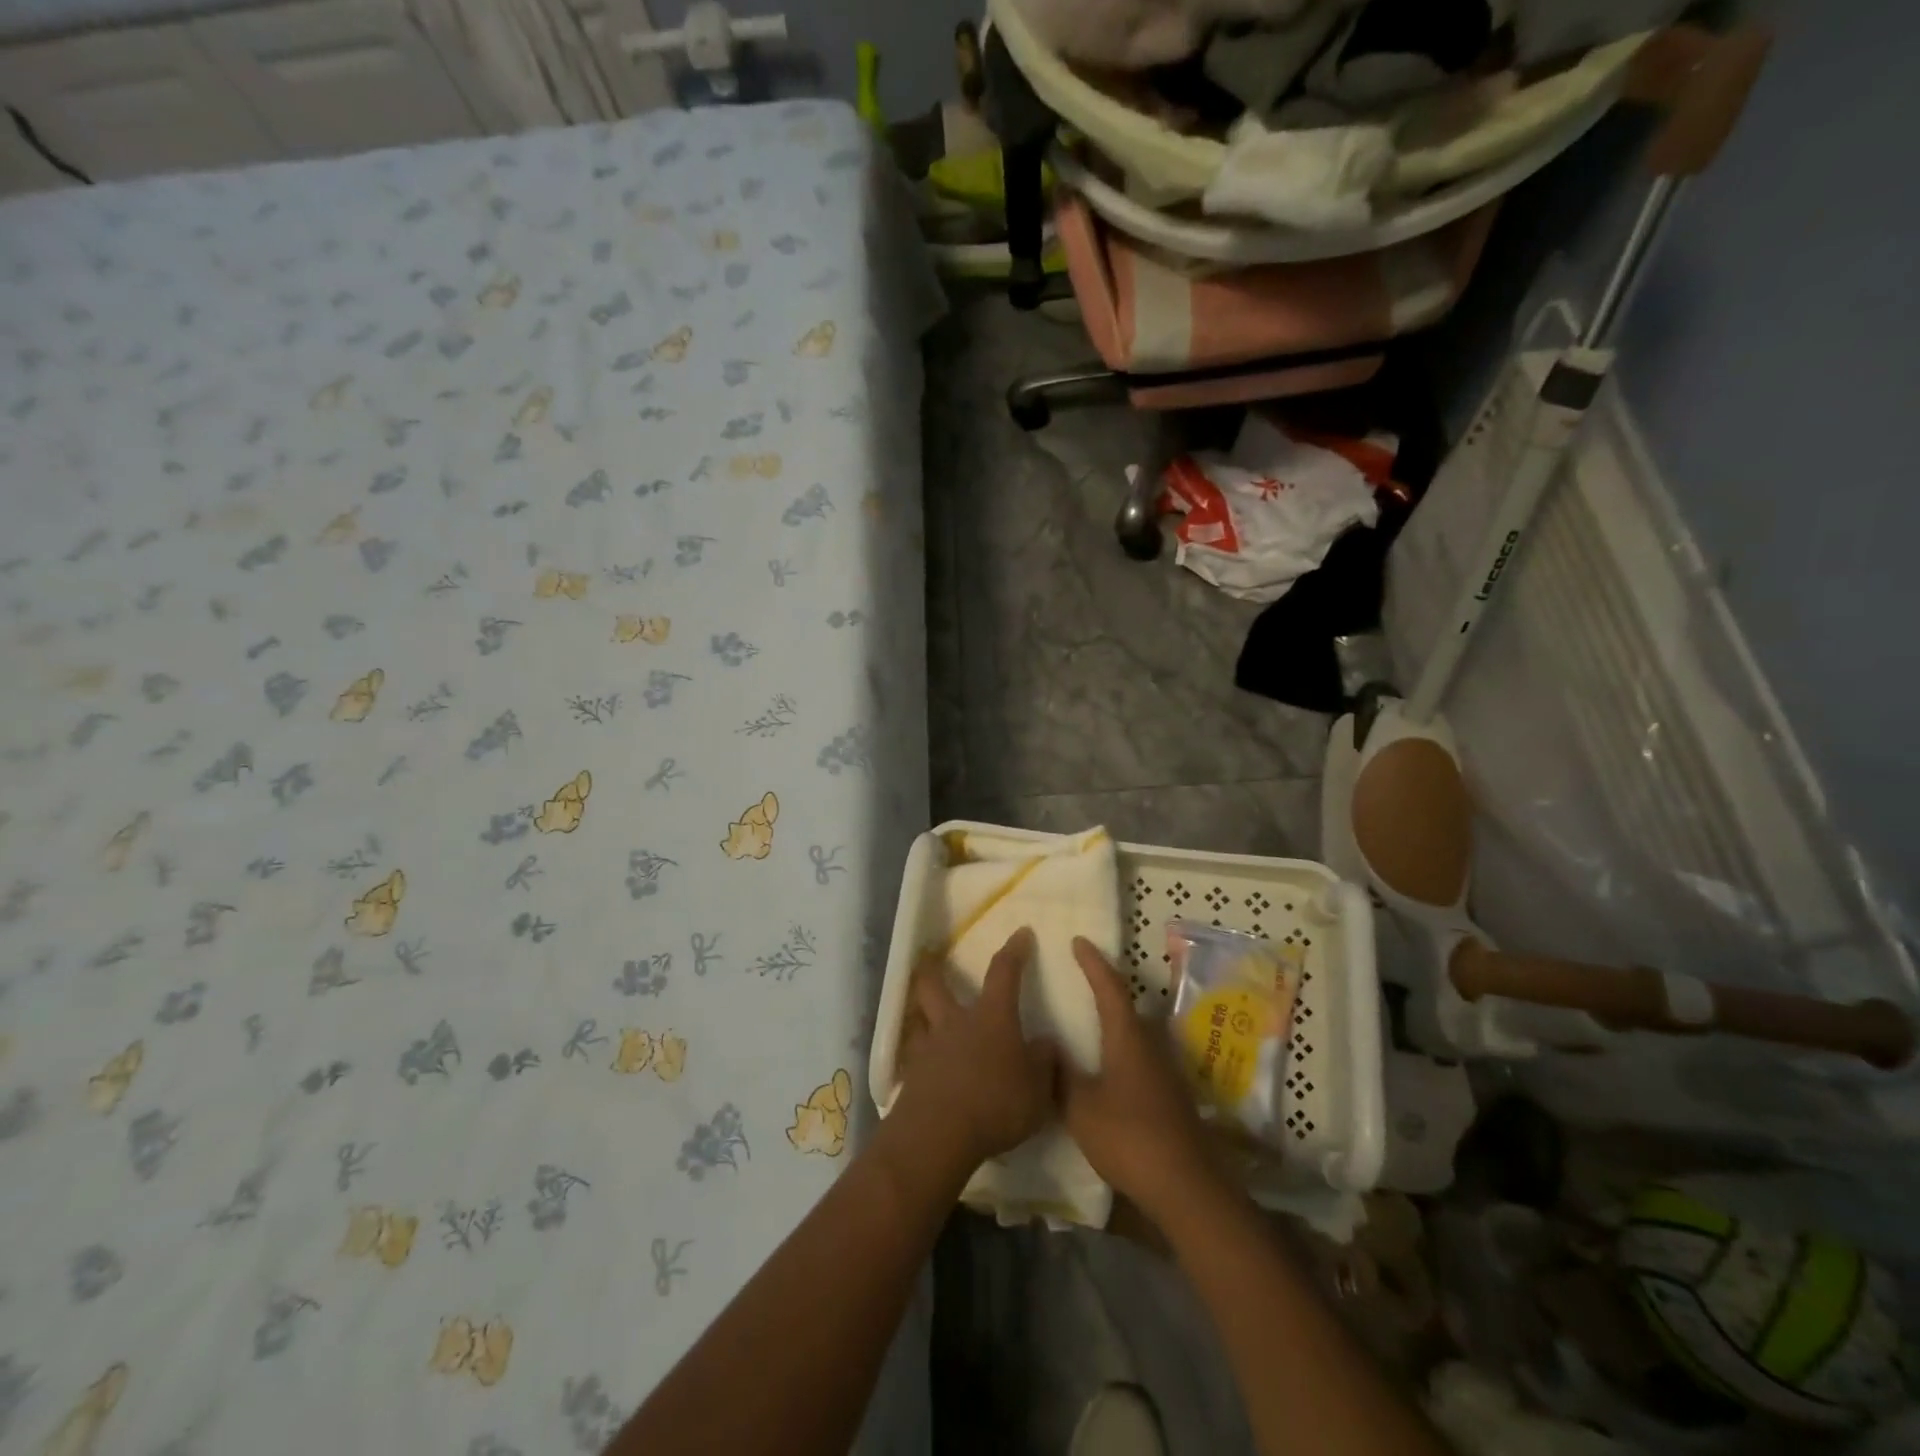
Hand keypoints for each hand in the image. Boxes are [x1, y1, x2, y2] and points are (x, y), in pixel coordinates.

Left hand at [888, 927, 1058, 1175]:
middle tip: (930, 957)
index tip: (1021, 933)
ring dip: (918, 1007)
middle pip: (935, 984)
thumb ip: (1044, 1063)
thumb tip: (1046, 1043)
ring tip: (919, 1008)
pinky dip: (915, 1050)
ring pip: (916, 1014)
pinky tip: (919, 1060)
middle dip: (934, 967)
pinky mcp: (911, 1074)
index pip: (1004, 972)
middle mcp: (955, 1022)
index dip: (1014, 951)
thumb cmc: (995, 1104)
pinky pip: (911, 1052)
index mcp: (991, 1017)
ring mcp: (928, 1047)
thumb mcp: (1037, 1089)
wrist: (938, 1135)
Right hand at [1061, 937, 1219, 1223]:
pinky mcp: (1171, 1096)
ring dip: (1116, 1019)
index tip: (1079, 941)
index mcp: (1128, 1038)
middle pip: (1128, 1006)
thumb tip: (1049, 1046)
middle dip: (1106, 987)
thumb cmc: (1129, 1138)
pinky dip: (1122, 1048)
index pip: (1109, 988)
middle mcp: (1151, 1046)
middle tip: (1083, 976)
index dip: (1093, 963)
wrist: (1186, 1187)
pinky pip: (1142, 1056)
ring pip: (1137, 1032)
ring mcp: (1165, 1072)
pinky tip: (1109, 1066)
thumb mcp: (1081, 1108)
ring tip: (1091, 1019)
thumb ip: (1062, 1075)